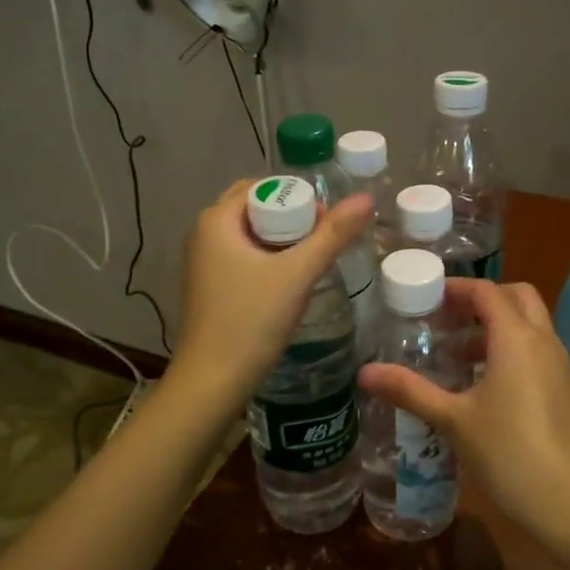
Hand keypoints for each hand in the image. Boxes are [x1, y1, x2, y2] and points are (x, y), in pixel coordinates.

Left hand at [173, 178, 372, 403]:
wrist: (212, 382)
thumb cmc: (251, 321)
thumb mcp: (297, 275)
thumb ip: (333, 235)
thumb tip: (366, 199)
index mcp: (216, 220)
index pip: (262, 187)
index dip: (297, 198)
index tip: (325, 224)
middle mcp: (203, 234)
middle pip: (256, 210)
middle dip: (291, 220)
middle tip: (321, 242)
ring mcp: (203, 262)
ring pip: (251, 236)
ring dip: (282, 242)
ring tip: (311, 262)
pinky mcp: (209, 286)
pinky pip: (243, 258)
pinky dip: (268, 261)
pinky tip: (289, 283)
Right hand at [358, 280, 569, 551]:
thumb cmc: (509, 454)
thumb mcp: (453, 420)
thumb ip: (410, 390)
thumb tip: (364, 372)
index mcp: (517, 339)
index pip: (486, 291)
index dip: (455, 288)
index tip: (425, 298)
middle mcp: (544, 342)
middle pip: (516, 297)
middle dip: (481, 300)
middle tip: (445, 319)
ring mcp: (560, 366)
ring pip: (530, 325)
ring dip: (496, 327)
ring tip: (456, 353)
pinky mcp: (566, 390)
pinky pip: (537, 351)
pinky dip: (511, 350)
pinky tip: (483, 385)